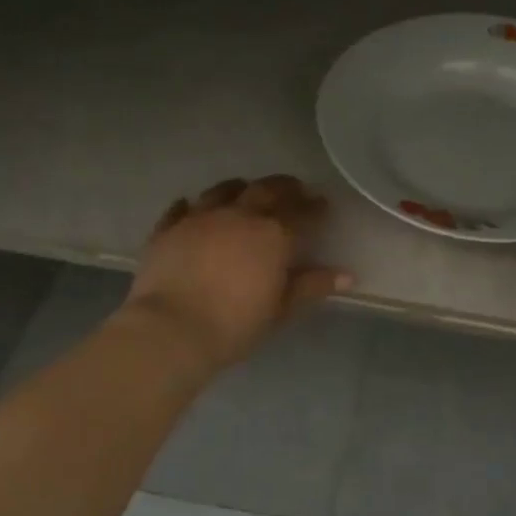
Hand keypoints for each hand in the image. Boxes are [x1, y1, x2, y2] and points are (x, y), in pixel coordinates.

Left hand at [122, 175, 351, 376]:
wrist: (172, 329)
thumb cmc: (235, 323)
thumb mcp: (281, 309)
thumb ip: (312, 286)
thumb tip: (347, 275)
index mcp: (273, 234)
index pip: (301, 212)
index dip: (315, 207)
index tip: (323, 205)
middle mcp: (239, 215)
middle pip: (266, 189)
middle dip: (285, 187)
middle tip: (295, 189)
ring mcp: (200, 217)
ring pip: (224, 189)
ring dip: (242, 188)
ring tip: (248, 191)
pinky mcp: (168, 229)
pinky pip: (181, 208)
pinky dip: (192, 205)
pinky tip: (193, 207)